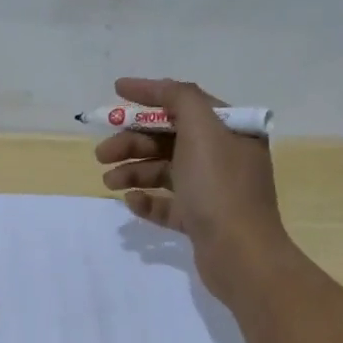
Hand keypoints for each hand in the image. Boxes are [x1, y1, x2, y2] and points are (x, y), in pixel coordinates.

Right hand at [95, 76, 291, 301]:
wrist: (240, 254)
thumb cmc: (219, 187)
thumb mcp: (202, 131)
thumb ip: (180, 99)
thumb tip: (159, 88)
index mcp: (230, 130)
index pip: (185, 102)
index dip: (150, 94)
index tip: (116, 90)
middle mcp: (224, 156)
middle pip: (169, 138)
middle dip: (133, 142)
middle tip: (102, 154)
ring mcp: (213, 190)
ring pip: (165, 171)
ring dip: (134, 171)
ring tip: (109, 182)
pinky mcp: (201, 220)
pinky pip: (168, 203)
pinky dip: (148, 200)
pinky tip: (131, 202)